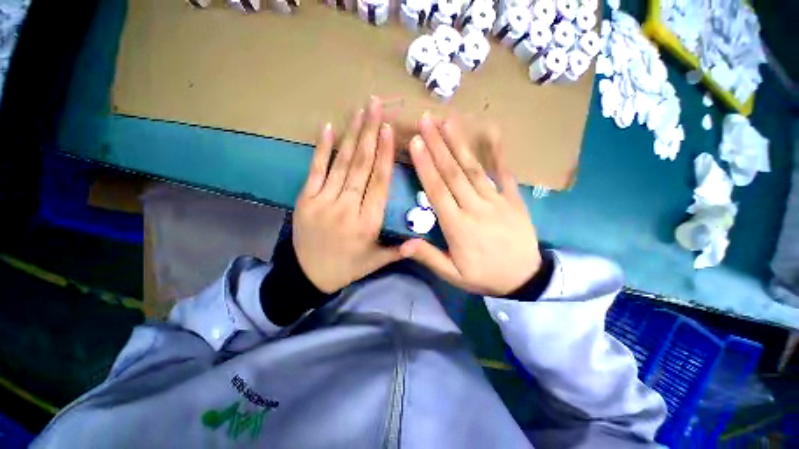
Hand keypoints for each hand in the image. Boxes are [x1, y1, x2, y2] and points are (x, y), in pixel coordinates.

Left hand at [293, 98, 403, 292]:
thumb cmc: (348, 267)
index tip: (388, 130)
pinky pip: (315, 170)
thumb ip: (398, 250)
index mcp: (367, 223)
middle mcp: (347, 208)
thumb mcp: (376, 262)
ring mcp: (323, 202)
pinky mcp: (305, 199)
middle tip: (375, 106)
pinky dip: (322, 149)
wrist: (308, 276)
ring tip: (359, 111)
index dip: (385, 156)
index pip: (379, 184)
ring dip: (351, 135)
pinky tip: (328, 128)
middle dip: (370, 134)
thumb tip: (420, 240)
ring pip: (341, 164)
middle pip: (361, 167)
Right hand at [400, 114, 540, 295]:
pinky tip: (492, 132)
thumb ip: (429, 257)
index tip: (415, 143)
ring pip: (474, 169)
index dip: (425, 166)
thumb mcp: (453, 275)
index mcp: (458, 227)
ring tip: (447, 121)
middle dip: (438, 146)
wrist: (525, 278)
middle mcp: (475, 208)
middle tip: (425, 121)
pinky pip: (505, 173)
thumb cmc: (484, 275)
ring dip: (459, 144)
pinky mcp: (513, 199)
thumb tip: (402, 244)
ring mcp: (497, 201)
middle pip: (453, 173)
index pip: (437, 191)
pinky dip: (498, 153)